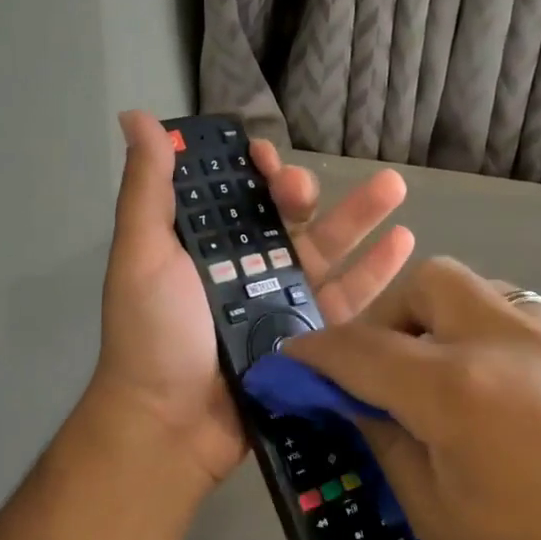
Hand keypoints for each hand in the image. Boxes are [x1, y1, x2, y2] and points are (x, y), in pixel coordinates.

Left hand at [88, 110, 413, 492]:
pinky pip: (347, 299)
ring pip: (327, 251)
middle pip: (285, 219)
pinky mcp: (309, 338)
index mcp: (204, 246)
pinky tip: (404, 242)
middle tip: (302, 190)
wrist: (172, 423)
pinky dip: (375, 272)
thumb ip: (147, 188)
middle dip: (301, 192)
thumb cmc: (153, 333)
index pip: (235, 194)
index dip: (251, 169)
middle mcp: (244, 269)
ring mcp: (280, 303)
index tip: (263, 156)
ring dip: (360, 217)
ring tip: (395, 187)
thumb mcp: (142, 253)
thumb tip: (136, 116)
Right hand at [286, 256, 540, 539]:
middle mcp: (507, 344)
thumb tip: (354, 402)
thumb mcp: (440, 523)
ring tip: (428, 378)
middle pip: (427, 282)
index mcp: (459, 391)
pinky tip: (484, 396)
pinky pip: (516, 319)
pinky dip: (478, 336)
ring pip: (476, 290)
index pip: (361, 348)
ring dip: (435, 319)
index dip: (314, 352)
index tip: (289, 361)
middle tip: (375, 368)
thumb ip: (388, 443)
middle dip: (384, 315)